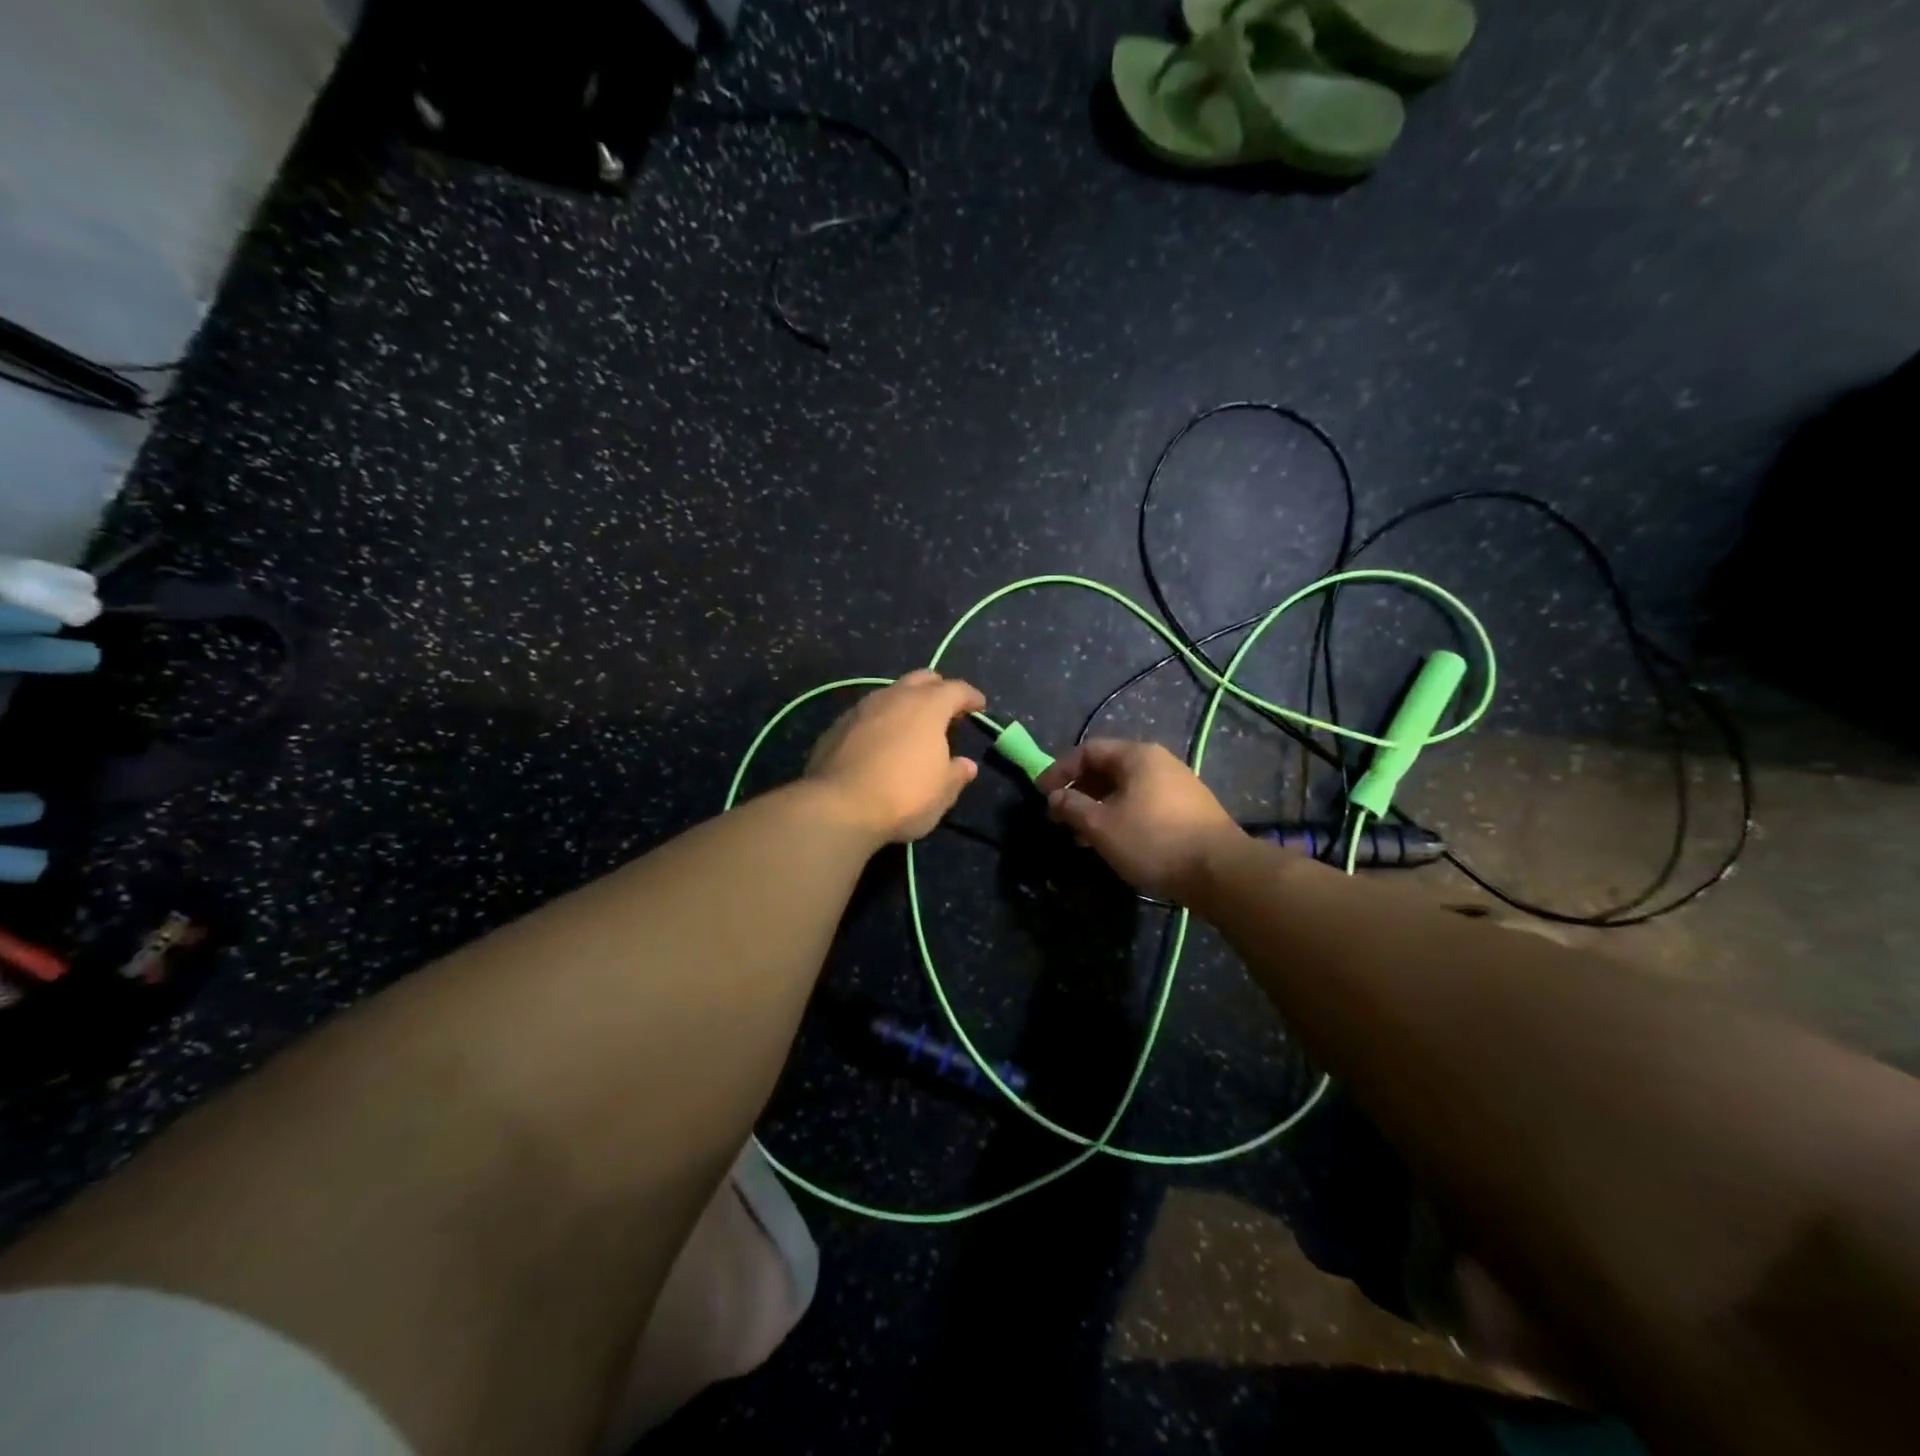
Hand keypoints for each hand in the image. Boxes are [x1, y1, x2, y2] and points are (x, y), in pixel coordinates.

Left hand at [806, 670, 984, 842]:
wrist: (838, 807)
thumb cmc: (903, 796)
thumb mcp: (942, 792)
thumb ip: (956, 774)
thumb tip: (966, 765)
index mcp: (927, 706)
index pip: (956, 689)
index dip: (971, 697)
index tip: (979, 706)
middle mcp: (894, 697)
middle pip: (921, 679)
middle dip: (937, 689)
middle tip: (946, 709)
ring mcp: (861, 708)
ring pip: (890, 693)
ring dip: (905, 704)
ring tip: (912, 725)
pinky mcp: (837, 726)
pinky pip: (867, 714)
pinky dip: (880, 722)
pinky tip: (880, 742)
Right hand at [1036, 739, 1241, 901]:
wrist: (1220, 871)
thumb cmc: (1153, 840)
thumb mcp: (1101, 825)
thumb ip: (1072, 806)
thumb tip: (1055, 797)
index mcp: (1137, 756)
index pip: (1088, 750)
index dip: (1060, 769)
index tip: (1042, 793)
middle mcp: (1159, 762)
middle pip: (1108, 768)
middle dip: (1079, 791)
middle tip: (1060, 817)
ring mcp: (1178, 786)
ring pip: (1125, 790)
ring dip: (1098, 808)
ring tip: (1081, 836)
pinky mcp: (1188, 811)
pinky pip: (1143, 804)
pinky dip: (1120, 817)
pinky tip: (1113, 842)